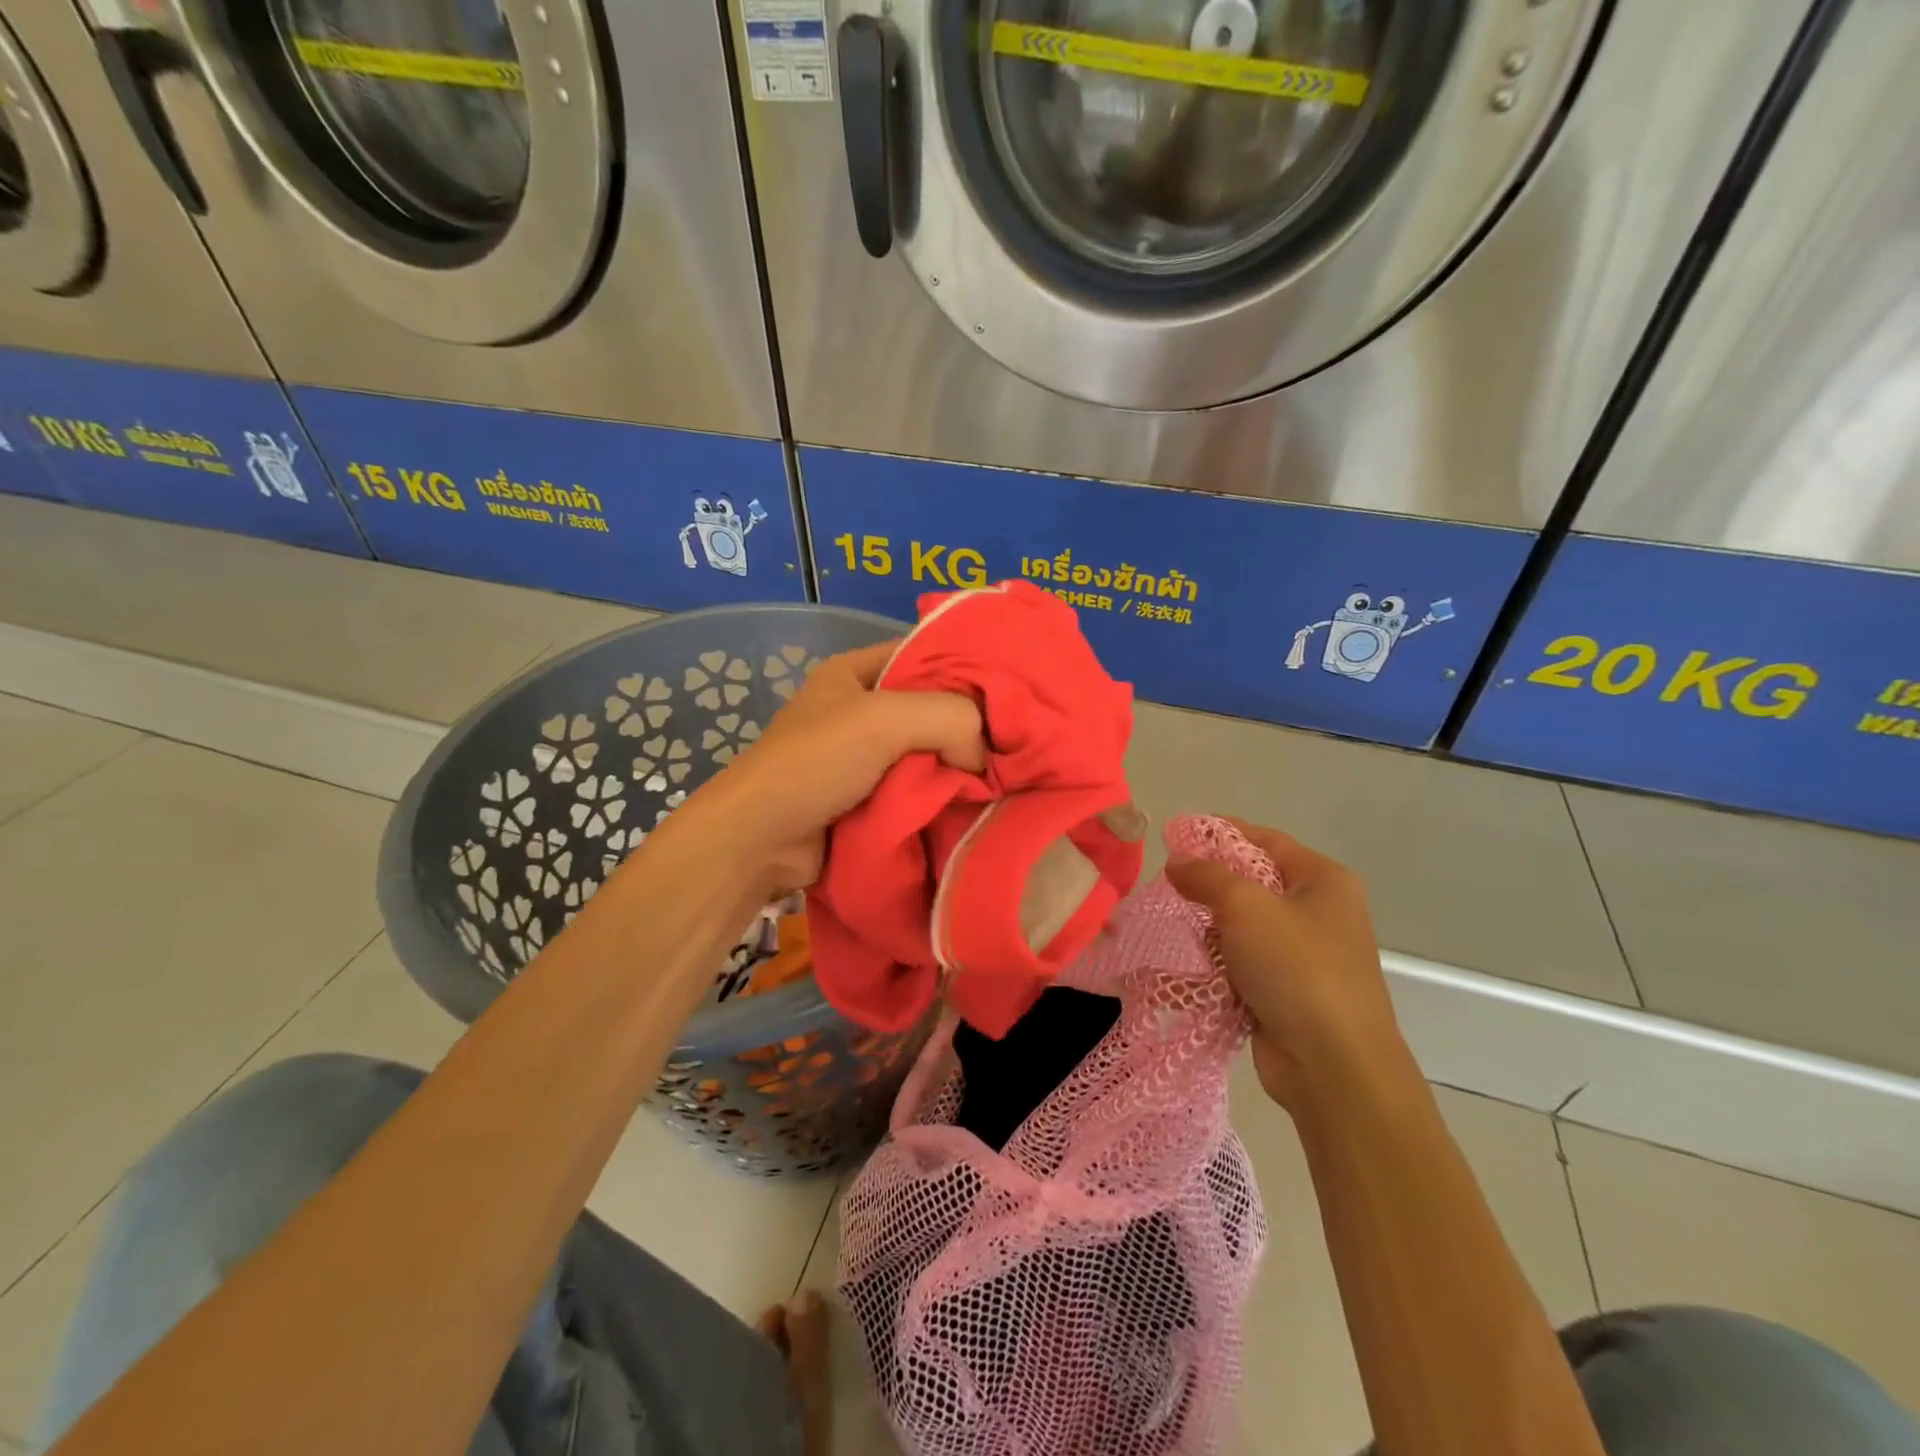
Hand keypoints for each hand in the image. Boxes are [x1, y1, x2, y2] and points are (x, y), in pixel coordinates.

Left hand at [684, 640, 984, 892]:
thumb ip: (950, 719)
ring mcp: (863, 758)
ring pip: (928, 754)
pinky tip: (975, 804)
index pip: (925, 654)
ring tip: (1007, 777)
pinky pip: (916, 790)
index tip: (1014, 690)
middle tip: (1017, 742)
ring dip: (958, 768)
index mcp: (855, 672)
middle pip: (930, 708)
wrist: (760, 840)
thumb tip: (984, 757)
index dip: (969, 668)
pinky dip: (941, 797)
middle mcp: (860, 710)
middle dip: (969, 726)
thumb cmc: (816, 763)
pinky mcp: (867, 799)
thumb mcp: (885, 720)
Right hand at [1166, 819, 1412, 1110]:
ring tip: (1180, 928)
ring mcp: (1305, 956)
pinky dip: (1220, 963)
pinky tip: (1195, 968)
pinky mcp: (1288, 992)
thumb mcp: (1245, 906)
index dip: (1221, 832)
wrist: (1333, 1066)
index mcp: (1323, 881)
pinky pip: (1244, 963)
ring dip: (1212, 929)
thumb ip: (1206, 875)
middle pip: (1253, 883)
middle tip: (1169, 883)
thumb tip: (1178, 862)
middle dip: (1211, 884)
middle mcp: (1319, 912)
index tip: (1176, 834)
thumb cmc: (1296, 968)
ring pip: (1244, 926)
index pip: (1265, 839)